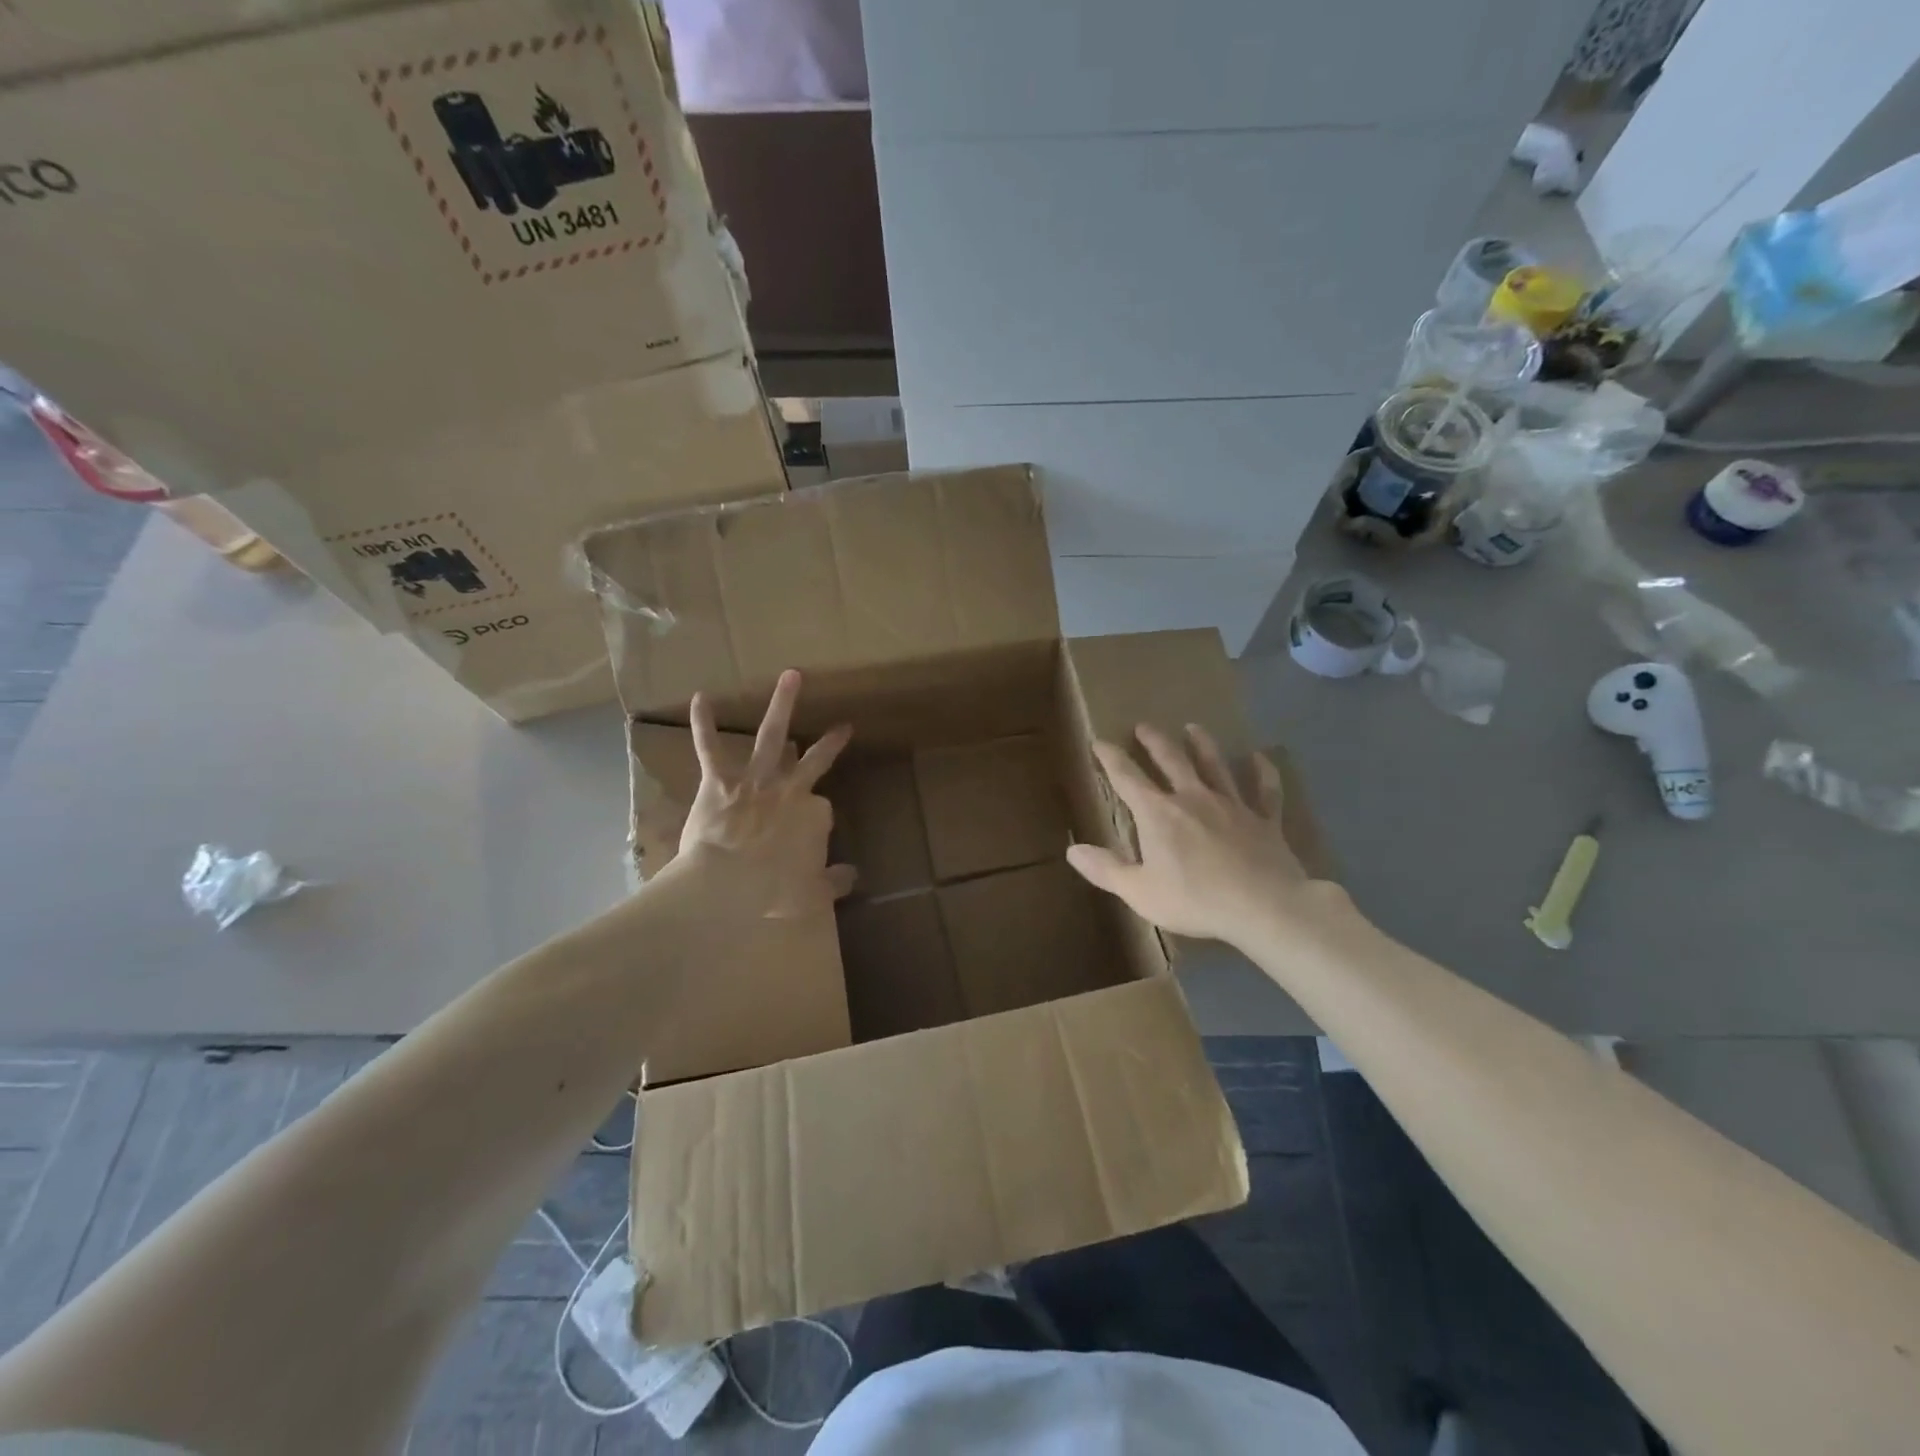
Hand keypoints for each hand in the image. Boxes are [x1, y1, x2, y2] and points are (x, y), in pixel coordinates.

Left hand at [673, 669, 856, 917]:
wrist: (726, 885)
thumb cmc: (772, 891)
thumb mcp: (812, 894)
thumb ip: (833, 882)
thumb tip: (852, 875)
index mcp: (812, 816)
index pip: (823, 810)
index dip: (818, 821)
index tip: (813, 834)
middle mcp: (789, 790)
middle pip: (813, 760)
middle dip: (829, 744)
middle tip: (842, 728)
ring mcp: (754, 780)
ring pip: (771, 736)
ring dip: (782, 704)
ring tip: (791, 676)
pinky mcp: (719, 781)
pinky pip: (710, 747)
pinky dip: (704, 724)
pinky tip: (702, 698)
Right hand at [1066, 723, 1336, 951]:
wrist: (1264, 906)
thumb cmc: (1195, 900)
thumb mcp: (1140, 892)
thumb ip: (1106, 870)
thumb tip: (1072, 850)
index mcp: (1158, 814)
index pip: (1127, 778)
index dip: (1111, 758)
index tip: (1100, 742)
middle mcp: (1193, 798)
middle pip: (1171, 760)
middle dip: (1154, 742)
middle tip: (1144, 726)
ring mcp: (1231, 805)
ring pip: (1214, 765)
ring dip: (1202, 745)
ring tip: (1193, 728)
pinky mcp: (1263, 819)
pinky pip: (1264, 790)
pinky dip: (1262, 772)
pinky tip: (1260, 758)